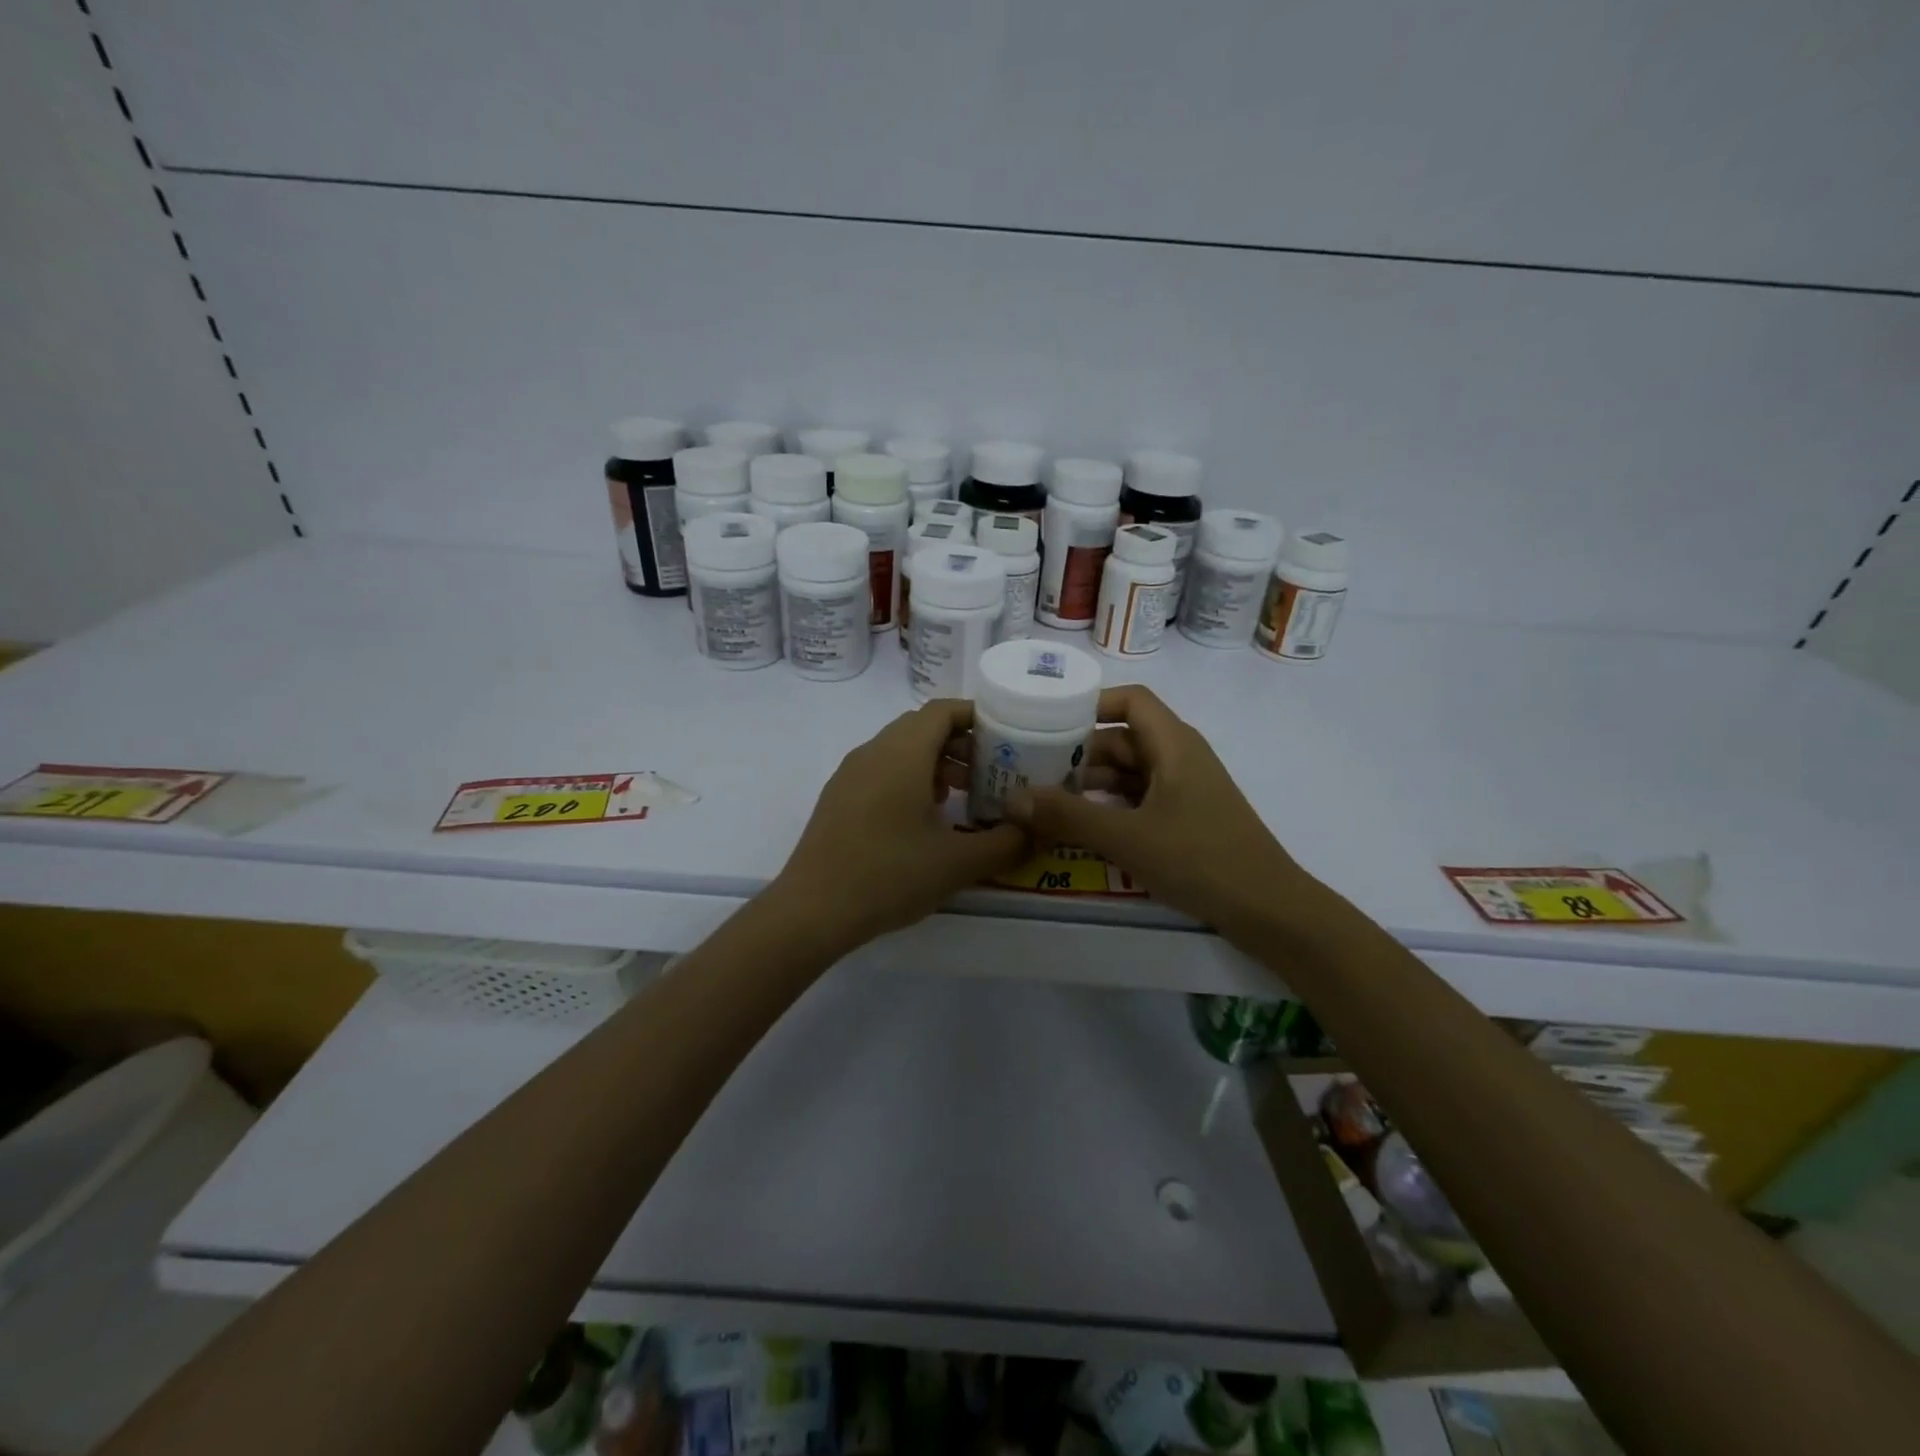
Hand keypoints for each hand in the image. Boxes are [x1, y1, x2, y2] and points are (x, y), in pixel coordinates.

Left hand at [770, 699, 1028, 952]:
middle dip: (960, 743)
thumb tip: (1034, 832)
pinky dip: (909, 779)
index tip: (1007, 738)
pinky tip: (923, 819)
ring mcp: (850, 774)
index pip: (943, 710)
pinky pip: (881, 771)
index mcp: (902, 753)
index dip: (977, 717)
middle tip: (991, 773)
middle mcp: (873, 752)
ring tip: (962, 797)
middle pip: (922, 727)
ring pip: (900, 750)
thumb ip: (1005, 844)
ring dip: (934, 763)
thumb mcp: (958, 863)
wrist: (812, 910)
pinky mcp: (838, 798)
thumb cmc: (889, 875)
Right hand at [1005, 685, 1317, 934]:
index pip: (1130, 700)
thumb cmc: (1201, 859)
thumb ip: (1068, 816)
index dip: (1091, 703)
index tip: (1048, 720)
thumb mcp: (1127, 837)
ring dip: (1091, 783)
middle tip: (1031, 769)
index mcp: (1174, 744)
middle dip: (1078, 752)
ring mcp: (1185, 790)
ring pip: (1129, 773)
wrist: (1269, 910)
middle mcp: (1180, 758)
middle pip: (1123, 738)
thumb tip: (1012, 799)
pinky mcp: (1187, 819)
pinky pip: (1139, 799)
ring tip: (1045, 800)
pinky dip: (1110, 806)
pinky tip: (1081, 826)